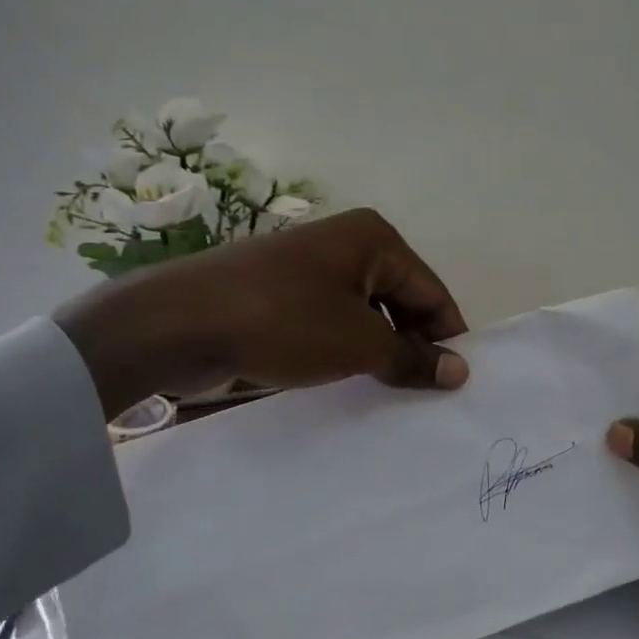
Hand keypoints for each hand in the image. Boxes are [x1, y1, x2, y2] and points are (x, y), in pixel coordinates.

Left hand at [52, 209, 468, 419]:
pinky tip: (346, 386)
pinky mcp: (281, 295)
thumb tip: (459, 372)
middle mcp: (346, 245)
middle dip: (411, 347)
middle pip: (400, 301)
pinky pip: (330, 324)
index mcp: (374, 239)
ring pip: (364, 316)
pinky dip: (344, 352)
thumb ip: (412, 358)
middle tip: (420, 398)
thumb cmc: (283, 321)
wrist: (179, 322)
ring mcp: (309, 270)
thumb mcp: (358, 343)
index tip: (455, 386)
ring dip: (378, 354)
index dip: (447, 339)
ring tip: (385, 397)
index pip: (432, 292)